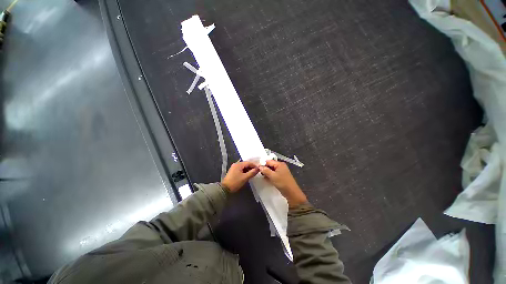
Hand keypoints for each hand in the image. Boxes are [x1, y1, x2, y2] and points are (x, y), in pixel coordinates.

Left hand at [221, 161, 259, 192]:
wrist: (225, 189)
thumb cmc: (235, 182)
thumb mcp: (245, 178)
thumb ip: (252, 172)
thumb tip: (258, 169)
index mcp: (238, 164)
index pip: (248, 162)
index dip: (254, 165)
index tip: (259, 169)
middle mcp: (236, 164)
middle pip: (246, 164)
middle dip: (251, 167)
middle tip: (256, 171)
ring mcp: (234, 168)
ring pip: (243, 167)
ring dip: (248, 169)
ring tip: (253, 174)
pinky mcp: (233, 171)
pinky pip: (241, 169)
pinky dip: (245, 171)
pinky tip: (247, 175)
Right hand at [259, 160, 307, 207]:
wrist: (291, 193)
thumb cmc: (282, 183)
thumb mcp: (273, 176)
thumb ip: (265, 170)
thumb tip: (259, 166)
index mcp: (279, 164)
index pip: (269, 161)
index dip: (263, 164)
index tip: (257, 168)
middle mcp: (280, 166)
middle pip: (270, 165)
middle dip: (264, 168)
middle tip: (258, 172)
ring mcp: (281, 171)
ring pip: (271, 170)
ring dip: (267, 172)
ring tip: (261, 176)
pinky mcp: (281, 176)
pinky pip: (273, 174)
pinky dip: (270, 175)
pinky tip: (266, 178)